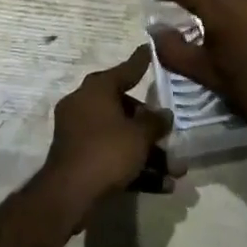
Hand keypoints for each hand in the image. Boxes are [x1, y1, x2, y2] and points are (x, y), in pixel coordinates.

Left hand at [41, 46, 175, 219]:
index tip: (151, 50)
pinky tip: (162, 186)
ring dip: (149, 153)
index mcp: (96, 90)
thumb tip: (164, 115)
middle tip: (171, 133)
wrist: (70, 196)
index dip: (141, 62)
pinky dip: (134, 167)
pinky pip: (112, 156)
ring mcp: (80, 134)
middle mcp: (84, 106)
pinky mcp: (80, 160)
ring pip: (121, 137)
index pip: (124, 70)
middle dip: (151, 126)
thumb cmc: (107, 151)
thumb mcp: (139, 135)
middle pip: (125, 109)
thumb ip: (155, 122)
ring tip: (176, 171)